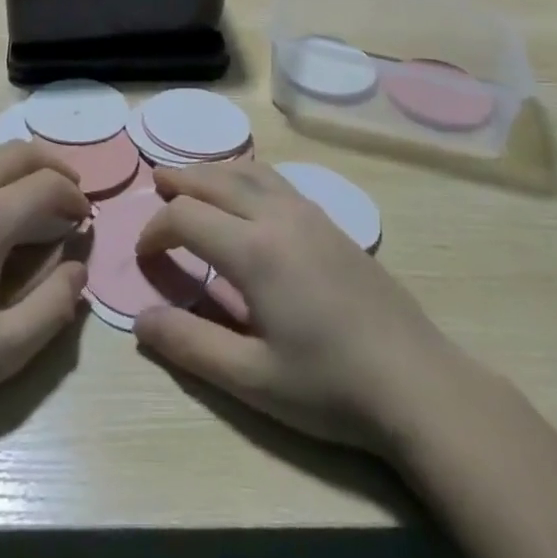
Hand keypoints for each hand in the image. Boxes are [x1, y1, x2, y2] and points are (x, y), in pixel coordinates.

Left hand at [0, 142, 89, 432]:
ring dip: (16, 162)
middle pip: (19, 152)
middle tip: (69, 193)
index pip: (47, 185)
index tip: (84, 220)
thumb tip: (78, 269)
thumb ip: (54, 308)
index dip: (74, 198)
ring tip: (29, 191)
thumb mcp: (2, 351)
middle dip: (53, 166)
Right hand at [132, 161, 469, 455]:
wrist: (415, 382)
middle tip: (155, 183)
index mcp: (254, 250)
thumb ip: (191, 346)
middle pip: (216, 179)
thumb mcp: (252, 379)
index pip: (187, 216)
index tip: (145, 254)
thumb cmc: (329, 386)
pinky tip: (246, 194)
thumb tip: (140, 321)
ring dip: (214, 170)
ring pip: (250, 170)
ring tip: (192, 179)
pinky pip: (276, 180)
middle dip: (180, 180)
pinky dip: (246, 174)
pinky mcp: (330, 221)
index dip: (156, 229)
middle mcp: (278, 216)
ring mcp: (309, 213)